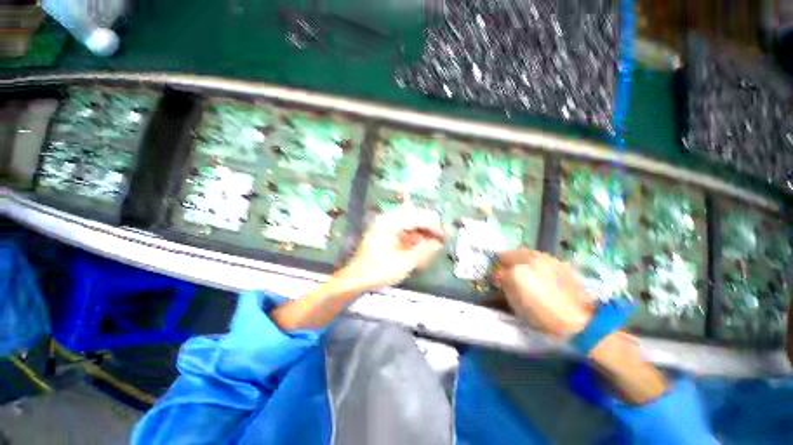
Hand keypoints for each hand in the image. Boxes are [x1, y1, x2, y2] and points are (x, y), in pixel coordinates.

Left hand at [342, 206, 446, 291]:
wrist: (355, 279)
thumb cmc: (378, 270)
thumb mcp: (404, 262)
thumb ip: (423, 251)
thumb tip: (438, 243)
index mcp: (390, 222)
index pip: (417, 218)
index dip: (433, 227)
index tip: (444, 236)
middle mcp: (387, 221)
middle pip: (414, 220)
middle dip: (428, 230)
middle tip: (440, 241)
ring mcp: (385, 228)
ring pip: (409, 227)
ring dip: (421, 236)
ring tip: (432, 247)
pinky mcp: (384, 237)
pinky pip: (403, 235)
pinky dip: (413, 242)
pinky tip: (420, 251)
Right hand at [492, 249, 594, 338]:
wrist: (582, 321)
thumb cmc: (544, 317)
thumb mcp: (517, 305)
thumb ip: (506, 286)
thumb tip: (500, 277)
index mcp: (516, 271)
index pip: (498, 269)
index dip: (495, 274)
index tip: (496, 280)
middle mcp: (530, 260)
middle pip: (510, 254)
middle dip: (506, 261)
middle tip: (506, 270)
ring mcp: (546, 258)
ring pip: (526, 252)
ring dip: (520, 259)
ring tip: (523, 270)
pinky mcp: (559, 262)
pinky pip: (541, 257)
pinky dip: (535, 262)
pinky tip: (540, 273)